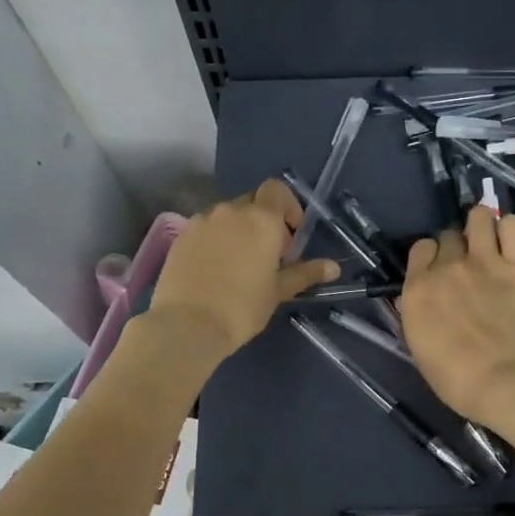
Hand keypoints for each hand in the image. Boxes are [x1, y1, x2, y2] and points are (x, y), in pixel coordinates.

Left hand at [149, 178, 339, 362]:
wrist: (187, 325)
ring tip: (239, 264)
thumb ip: (305, 273)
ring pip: (226, 216)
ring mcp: (201, 221)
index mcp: (261, 219)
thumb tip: (333, 267)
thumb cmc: (242, 307)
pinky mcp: (181, 236)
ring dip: (238, 230)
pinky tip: (215, 270)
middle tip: (268, 255)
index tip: (291, 234)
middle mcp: (230, 211)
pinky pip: (205, 229)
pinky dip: (216, 240)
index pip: (277, 189)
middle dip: (264, 221)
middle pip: (252, 202)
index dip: (288, 206)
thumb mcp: (278, 291)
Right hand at [399, 206, 514, 427]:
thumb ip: (416, 316)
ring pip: (478, 218)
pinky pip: (512, 225)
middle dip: (455, 247)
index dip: (430, 257)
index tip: (438, 271)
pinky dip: (509, 228)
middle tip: (467, 268)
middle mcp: (447, 267)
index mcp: (418, 289)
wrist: (508, 381)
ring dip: (480, 226)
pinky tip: (510, 243)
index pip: (420, 248)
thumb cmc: (457, 379)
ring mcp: (484, 261)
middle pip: (448, 236)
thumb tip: (413, 298)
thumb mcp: (421, 350)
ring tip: (488, 243)